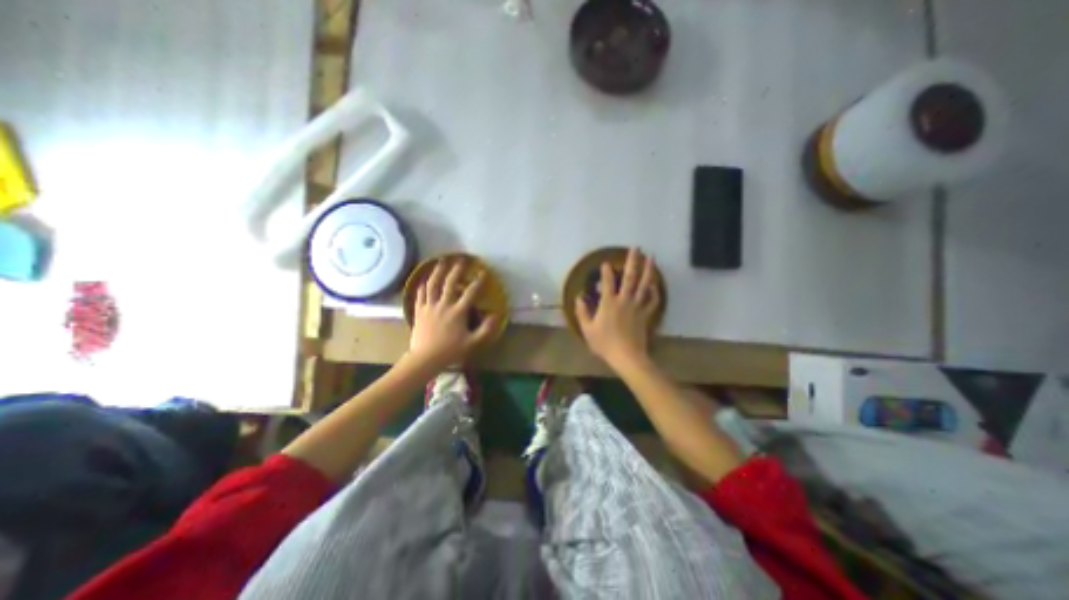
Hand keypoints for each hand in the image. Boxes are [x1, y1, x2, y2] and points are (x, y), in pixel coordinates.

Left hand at [407, 257, 498, 370]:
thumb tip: (495, 315)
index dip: (478, 281)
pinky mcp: (419, 311)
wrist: (425, 358)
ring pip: (432, 284)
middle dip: (456, 269)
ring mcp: (429, 306)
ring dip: (437, 271)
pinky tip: (424, 280)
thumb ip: (486, 329)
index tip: (483, 272)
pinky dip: (423, 285)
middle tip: (460, 259)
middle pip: (450, 283)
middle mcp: (444, 305)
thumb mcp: (473, 343)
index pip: (470, 292)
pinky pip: (420, 294)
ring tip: (441, 262)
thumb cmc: (451, 351)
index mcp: (458, 311)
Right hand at [578, 246, 659, 364]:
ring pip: (644, 285)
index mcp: (609, 303)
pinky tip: (655, 285)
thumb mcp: (587, 329)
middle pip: (630, 277)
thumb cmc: (604, 343)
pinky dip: (655, 292)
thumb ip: (582, 312)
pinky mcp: (646, 314)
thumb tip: (579, 297)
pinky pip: (652, 300)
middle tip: (636, 248)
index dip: (606, 271)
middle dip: (632, 261)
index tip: (606, 262)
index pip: (608, 282)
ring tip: (651, 258)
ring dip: (648, 270)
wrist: (626, 356)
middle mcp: (624, 300)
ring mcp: (637, 306)